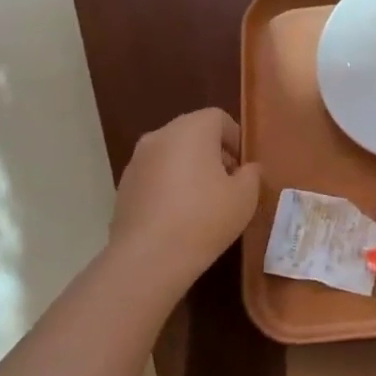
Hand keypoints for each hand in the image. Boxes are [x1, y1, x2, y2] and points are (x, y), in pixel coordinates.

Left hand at [109, 108, 261, 281]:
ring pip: (171, 154)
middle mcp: (160, 136)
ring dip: (189, 168)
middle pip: (193, 133)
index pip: (218, 118)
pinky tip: (178, 215)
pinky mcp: (123, 186)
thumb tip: (246, 169)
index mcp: (192, 129)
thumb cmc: (205, 218)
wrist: (149, 257)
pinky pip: (155, 175)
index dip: (235, 139)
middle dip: (212, 152)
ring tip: (203, 202)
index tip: (243, 167)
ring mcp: (137, 161)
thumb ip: (251, 174)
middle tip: (227, 182)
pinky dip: (169, 185)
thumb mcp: (245, 196)